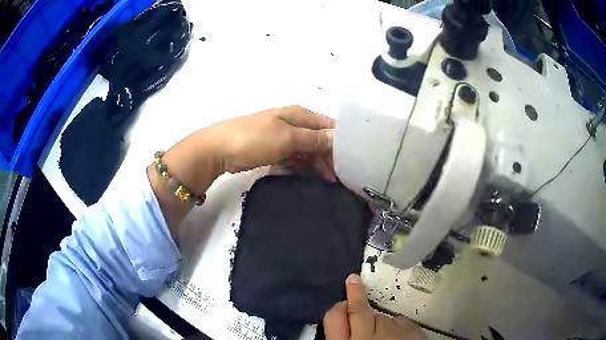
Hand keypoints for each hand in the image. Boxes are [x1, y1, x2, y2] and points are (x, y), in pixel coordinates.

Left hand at [150, 106, 334, 241]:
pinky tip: (311, 178)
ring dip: (318, 163)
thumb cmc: (254, 138)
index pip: (328, 126)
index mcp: (299, 114)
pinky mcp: (272, 150)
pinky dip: (303, 166)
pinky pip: (294, 157)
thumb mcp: (287, 137)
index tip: (354, 160)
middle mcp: (293, 123)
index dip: (341, 141)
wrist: (218, 149)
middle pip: (319, 138)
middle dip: (331, 155)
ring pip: (307, 149)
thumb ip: (314, 138)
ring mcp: (282, 137)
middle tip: (342, 177)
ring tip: (329, 181)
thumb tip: (340, 138)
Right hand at [324, 274, 423, 339]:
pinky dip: (398, 329)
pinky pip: (400, 322)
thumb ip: (345, 338)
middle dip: (355, 294)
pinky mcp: (411, 328)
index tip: (339, 300)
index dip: (337, 308)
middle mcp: (366, 334)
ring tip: (386, 339)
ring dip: (381, 324)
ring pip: (381, 317)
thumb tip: (344, 325)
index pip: (334, 318)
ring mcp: (391, 329)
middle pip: (357, 309)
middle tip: (354, 281)